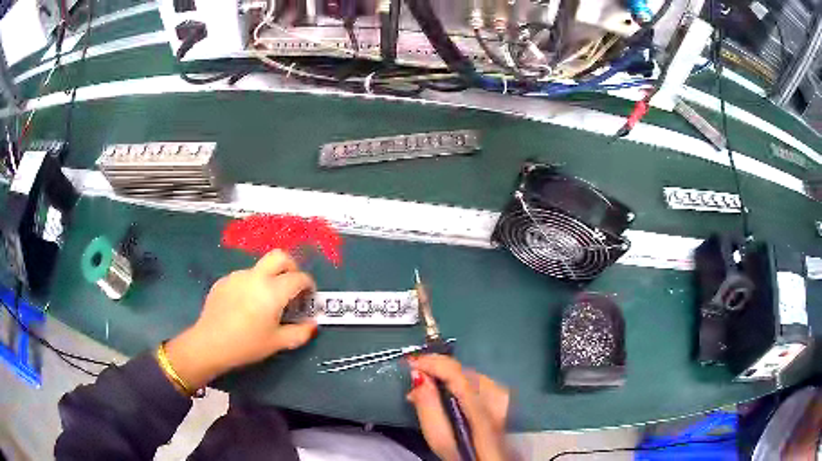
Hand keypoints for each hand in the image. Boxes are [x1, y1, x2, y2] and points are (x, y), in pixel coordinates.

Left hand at [164, 250, 316, 390]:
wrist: (209, 343)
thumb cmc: (246, 344)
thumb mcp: (277, 343)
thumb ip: (300, 333)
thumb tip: (312, 324)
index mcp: (273, 290)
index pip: (299, 277)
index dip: (309, 285)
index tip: (309, 297)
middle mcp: (256, 276)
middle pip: (280, 256)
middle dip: (292, 267)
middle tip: (292, 286)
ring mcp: (237, 276)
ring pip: (260, 268)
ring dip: (270, 279)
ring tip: (265, 303)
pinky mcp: (224, 280)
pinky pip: (244, 278)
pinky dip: (252, 286)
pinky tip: (245, 306)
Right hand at [406, 354, 509, 460]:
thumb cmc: (463, 456)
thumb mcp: (440, 441)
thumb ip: (429, 409)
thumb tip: (418, 376)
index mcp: (482, 413)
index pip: (458, 375)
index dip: (434, 363)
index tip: (411, 362)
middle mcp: (499, 400)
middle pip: (467, 373)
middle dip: (439, 369)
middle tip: (415, 376)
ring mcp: (506, 399)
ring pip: (474, 374)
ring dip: (450, 374)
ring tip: (429, 381)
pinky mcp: (507, 401)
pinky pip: (481, 380)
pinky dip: (463, 380)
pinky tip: (451, 388)